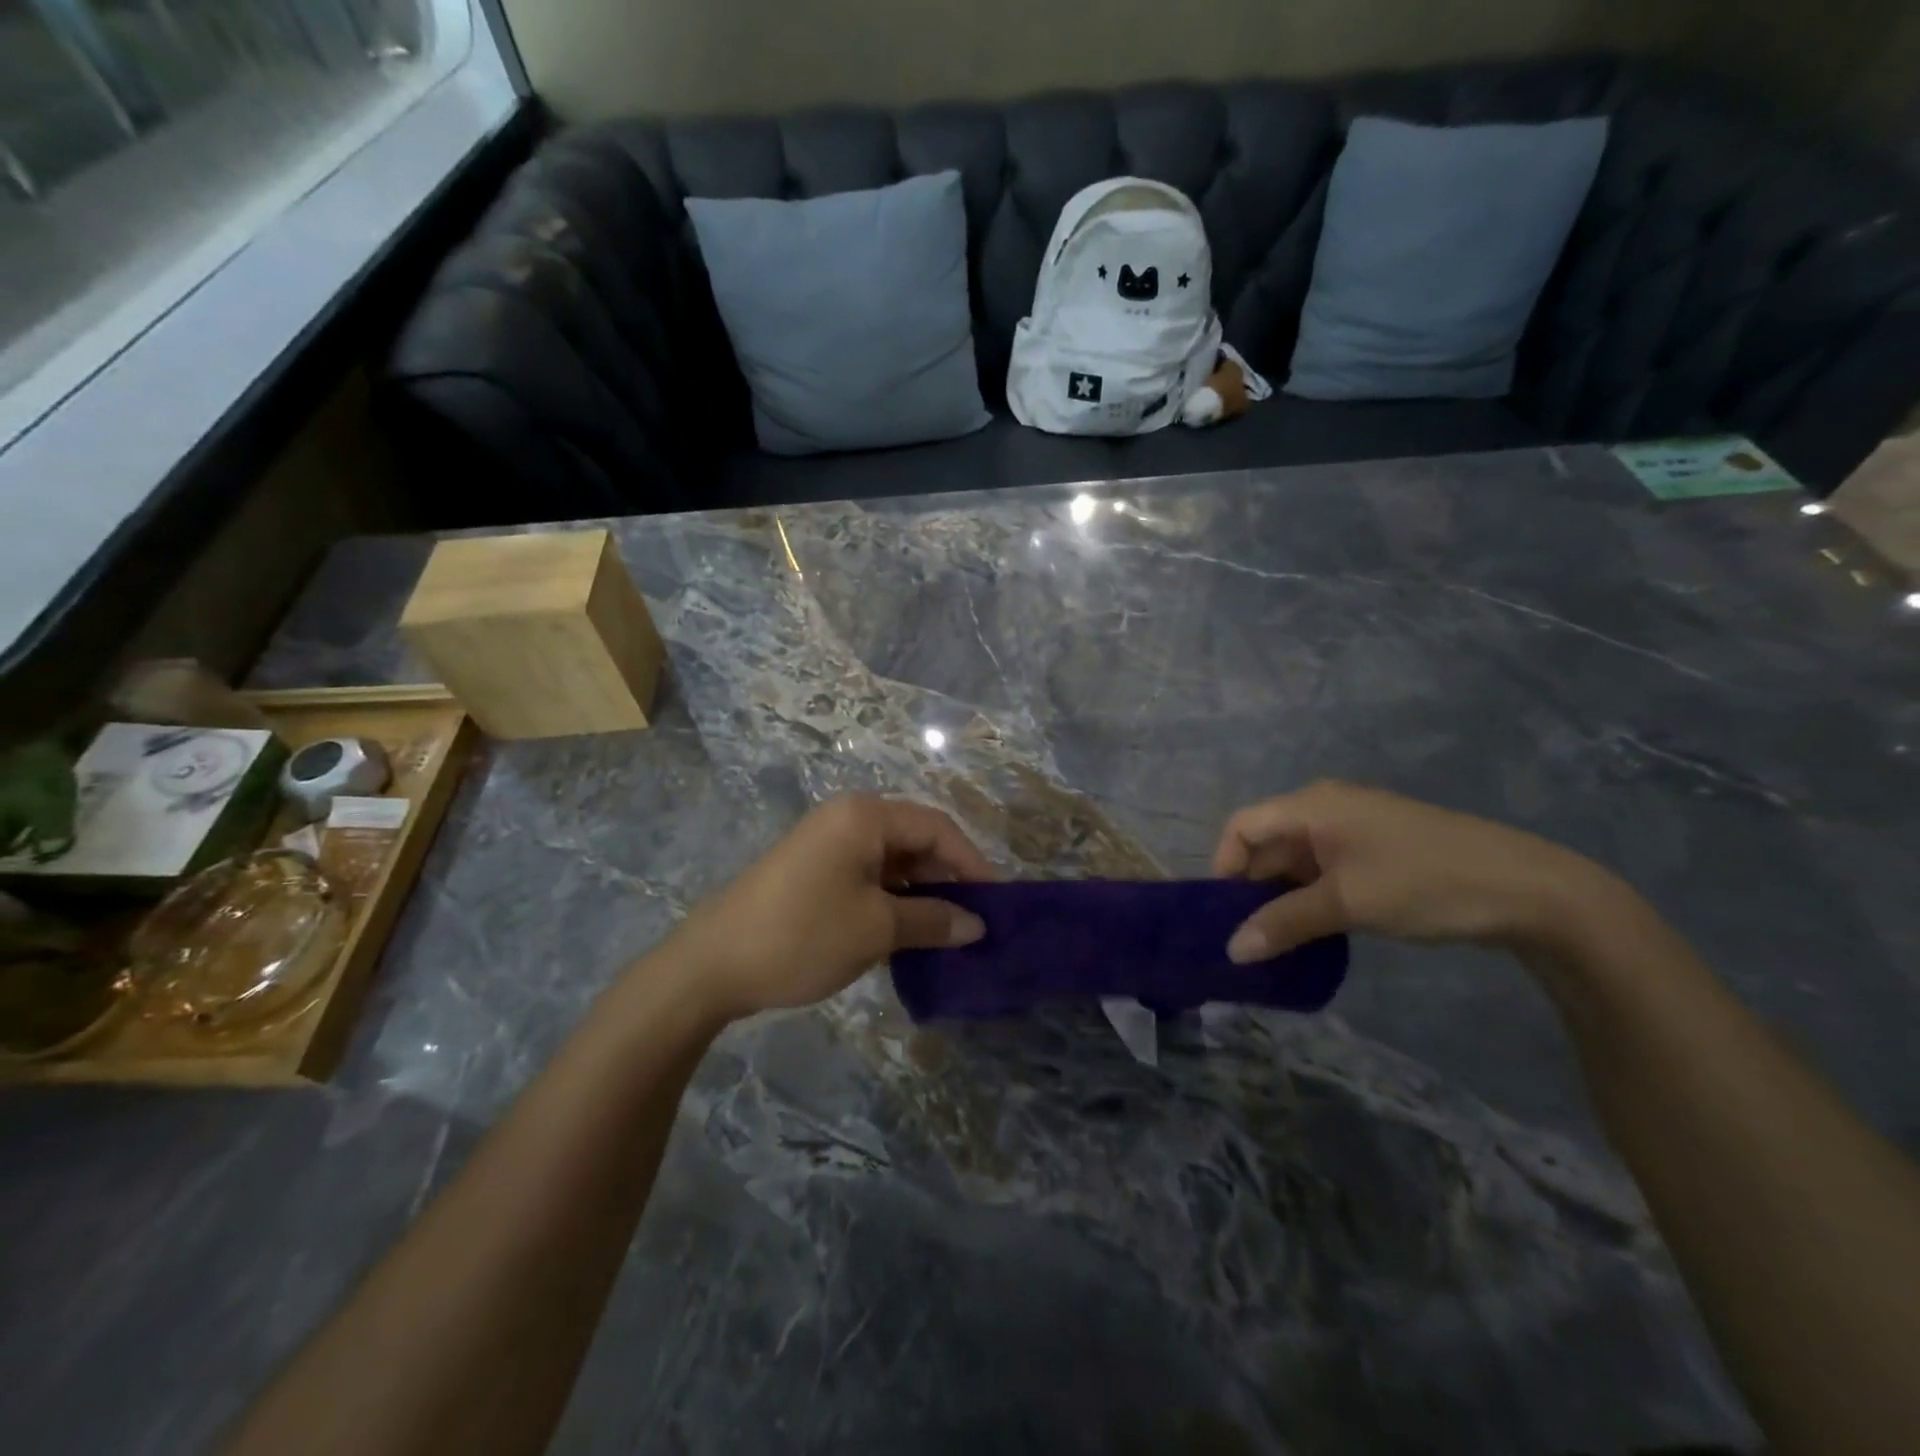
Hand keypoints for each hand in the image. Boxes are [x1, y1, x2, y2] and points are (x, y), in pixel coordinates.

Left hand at [670, 796, 992, 1021]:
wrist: (711, 965)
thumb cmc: (803, 935)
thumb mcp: (877, 929)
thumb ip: (933, 921)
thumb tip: (977, 925)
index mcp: (864, 816)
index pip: (937, 827)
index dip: (972, 862)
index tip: (997, 903)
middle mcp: (847, 818)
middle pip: (915, 839)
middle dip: (948, 877)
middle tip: (973, 920)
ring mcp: (826, 843)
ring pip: (892, 859)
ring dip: (921, 892)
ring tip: (945, 930)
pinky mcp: (812, 870)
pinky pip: (867, 875)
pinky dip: (892, 899)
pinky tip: (906, 931)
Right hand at [1211, 781, 1613, 962]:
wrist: (1528, 889)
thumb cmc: (1422, 883)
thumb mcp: (1346, 904)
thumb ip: (1283, 923)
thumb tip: (1232, 951)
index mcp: (1311, 806)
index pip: (1241, 826)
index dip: (1224, 866)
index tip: (1225, 914)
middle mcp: (1326, 808)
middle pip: (1268, 843)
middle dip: (1253, 888)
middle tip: (1249, 937)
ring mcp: (1355, 827)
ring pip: (1297, 860)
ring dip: (1284, 897)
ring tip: (1280, 941)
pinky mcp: (1378, 849)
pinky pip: (1326, 868)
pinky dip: (1313, 897)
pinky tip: (1318, 930)